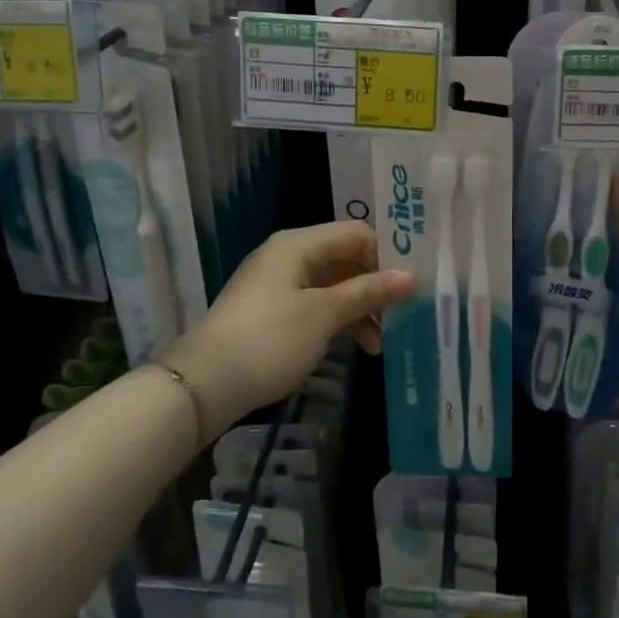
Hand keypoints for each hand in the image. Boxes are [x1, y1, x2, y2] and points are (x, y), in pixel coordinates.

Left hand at [163, 222, 414, 434]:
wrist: (204, 384)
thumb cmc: (269, 340)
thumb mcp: (323, 314)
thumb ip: (368, 291)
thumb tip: (411, 276)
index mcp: (298, 244)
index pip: (356, 233)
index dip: (387, 254)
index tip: (414, 283)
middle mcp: (288, 256)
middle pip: (345, 259)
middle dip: (376, 285)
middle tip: (405, 313)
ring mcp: (278, 285)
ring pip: (333, 285)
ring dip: (360, 308)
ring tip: (382, 342)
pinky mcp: (272, 313)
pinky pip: (316, 305)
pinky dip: (338, 321)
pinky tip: (357, 346)